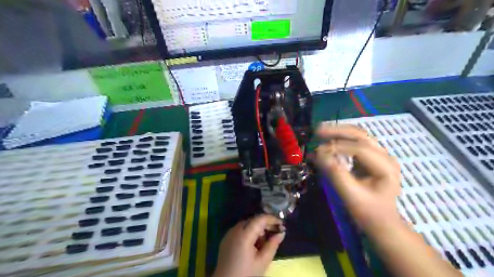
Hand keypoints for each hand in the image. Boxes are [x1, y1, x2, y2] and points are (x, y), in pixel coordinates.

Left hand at [213, 215, 285, 276]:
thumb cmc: (246, 274)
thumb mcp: (263, 262)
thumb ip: (272, 245)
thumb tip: (281, 233)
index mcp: (244, 235)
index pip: (260, 219)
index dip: (272, 219)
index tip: (282, 224)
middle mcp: (235, 230)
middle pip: (253, 220)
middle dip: (265, 224)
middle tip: (276, 232)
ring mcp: (229, 233)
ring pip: (246, 224)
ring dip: (257, 228)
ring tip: (264, 242)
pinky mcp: (226, 238)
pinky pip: (240, 229)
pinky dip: (249, 232)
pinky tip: (253, 244)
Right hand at [317, 124, 400, 233]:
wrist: (381, 222)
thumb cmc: (368, 212)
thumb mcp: (351, 196)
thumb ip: (336, 174)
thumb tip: (319, 155)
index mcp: (386, 167)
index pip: (360, 149)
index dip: (338, 147)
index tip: (317, 150)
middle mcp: (385, 156)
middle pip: (361, 136)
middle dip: (338, 131)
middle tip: (317, 130)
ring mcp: (379, 155)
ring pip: (358, 135)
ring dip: (338, 132)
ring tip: (320, 131)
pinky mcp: (371, 157)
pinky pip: (355, 142)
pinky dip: (341, 139)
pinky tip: (328, 139)